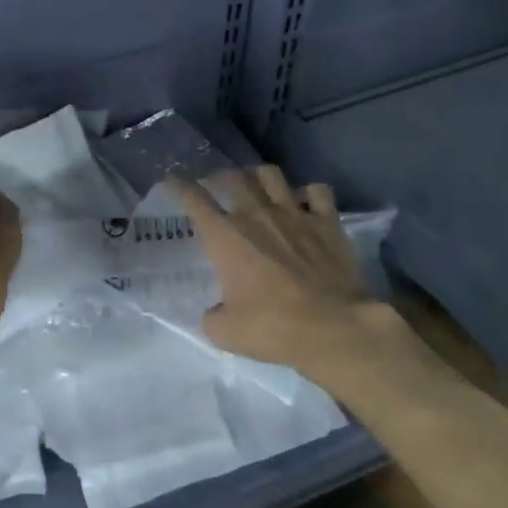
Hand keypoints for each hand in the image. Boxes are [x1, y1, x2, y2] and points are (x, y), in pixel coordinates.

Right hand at [168, 166, 395, 374]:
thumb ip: (212, 316)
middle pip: (233, 178)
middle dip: (220, 178)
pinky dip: (309, 194)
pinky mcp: (327, 221)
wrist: (334, 326)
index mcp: (226, 236)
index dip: (180, 186)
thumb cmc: (274, 327)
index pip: (194, 199)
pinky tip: (306, 203)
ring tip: (258, 186)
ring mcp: (294, 213)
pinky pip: (317, 191)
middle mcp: (256, 214)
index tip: (173, 179)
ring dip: (259, 177)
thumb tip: (214, 312)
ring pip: (271, 175)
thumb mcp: (226, 333)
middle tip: (218, 186)